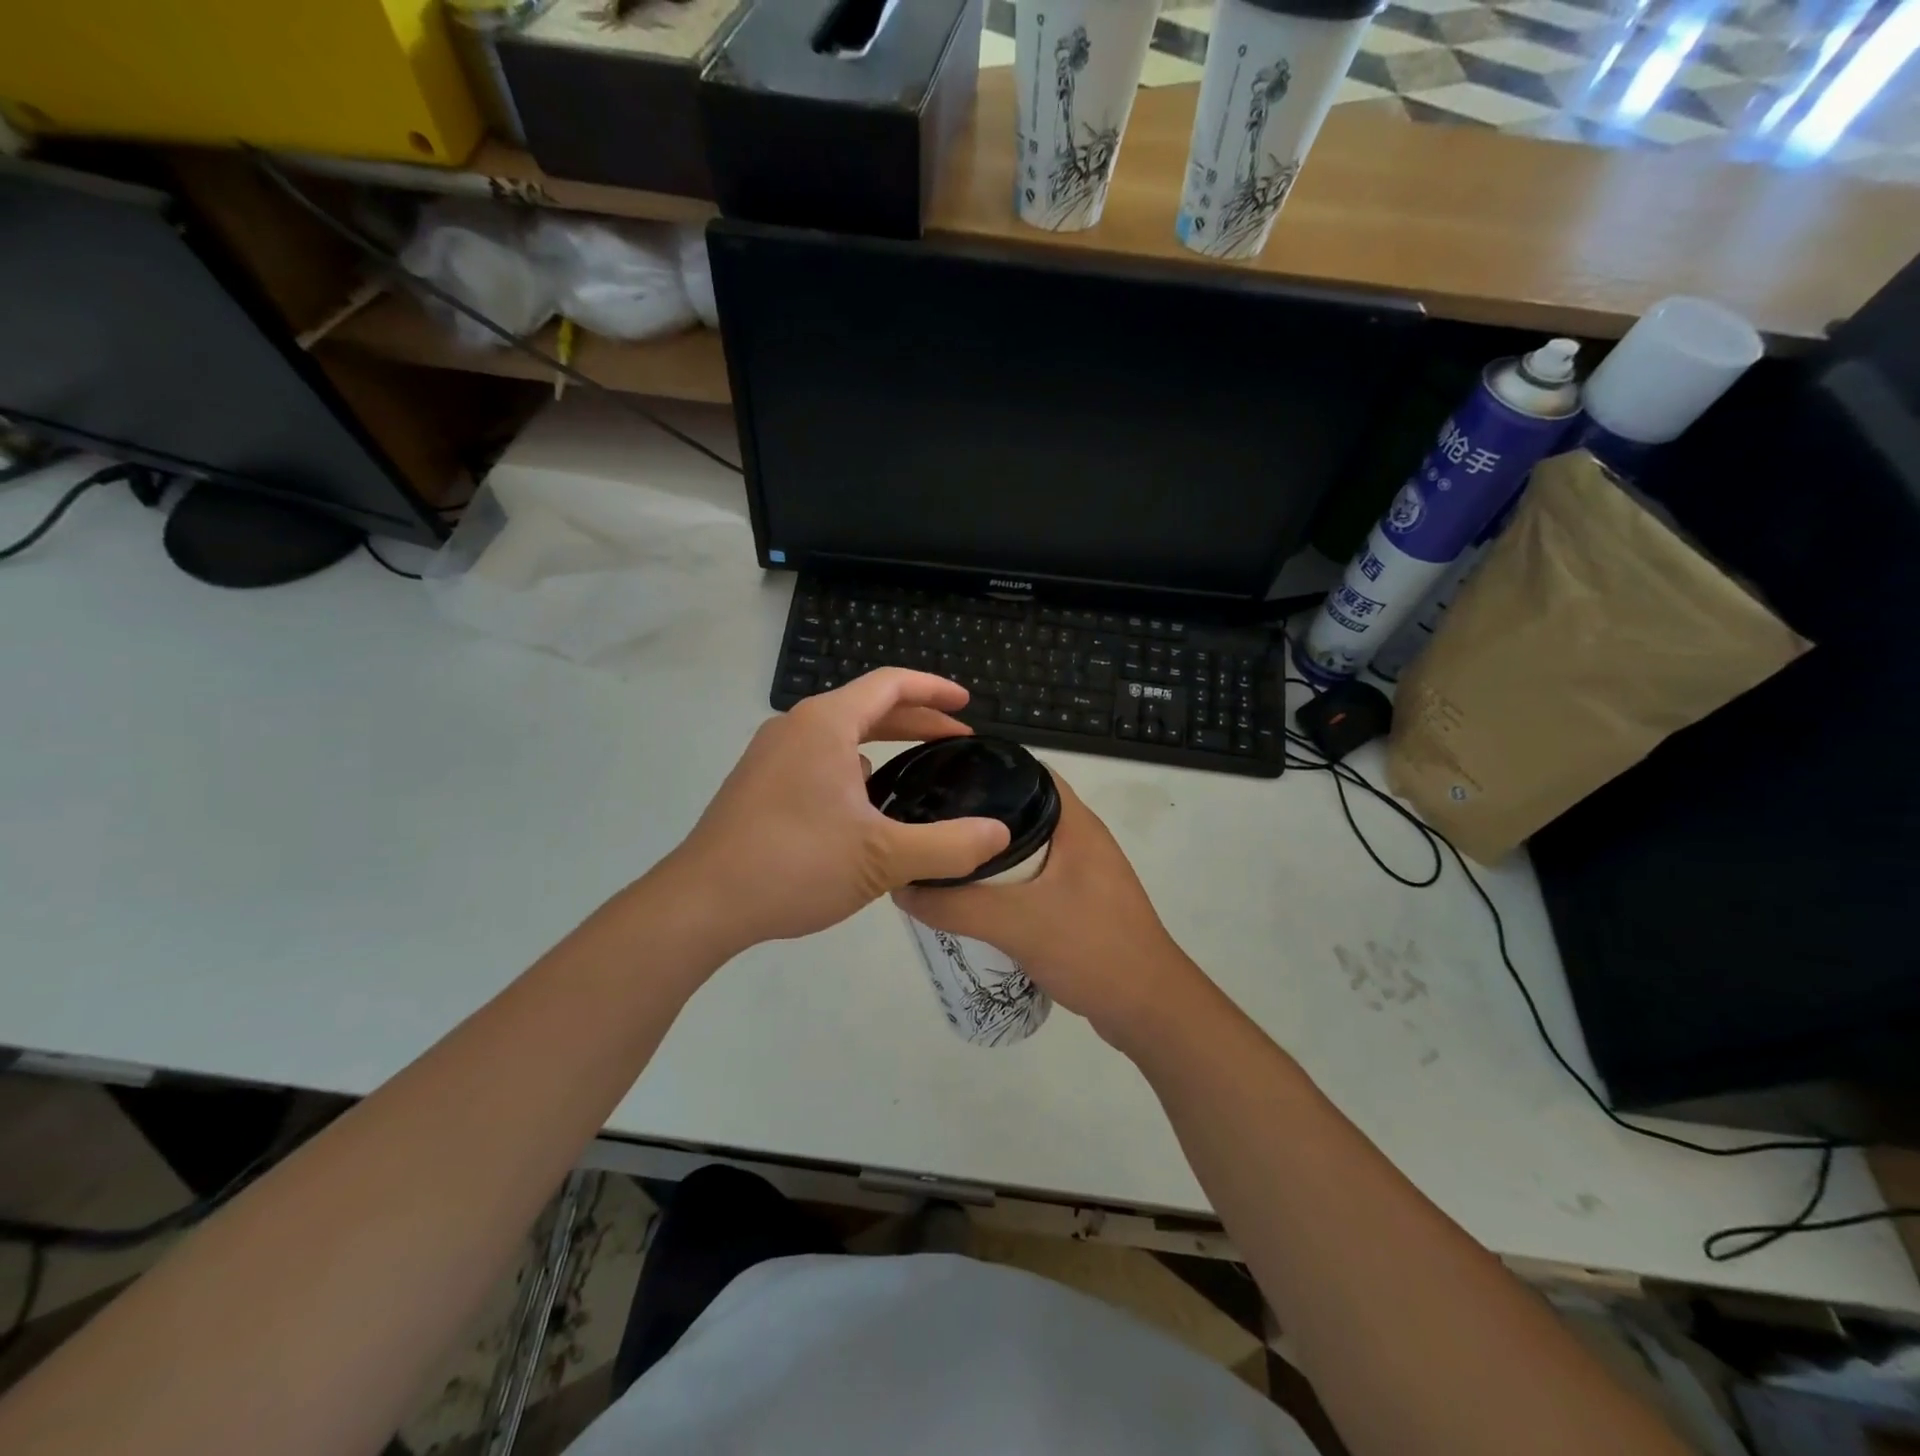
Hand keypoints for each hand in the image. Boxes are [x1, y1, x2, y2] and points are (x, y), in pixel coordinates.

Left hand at [663, 670, 1010, 955]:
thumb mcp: (883, 858)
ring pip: (839, 734)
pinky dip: (852, 766)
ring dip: (882, 743)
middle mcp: (795, 727)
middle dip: (916, 719)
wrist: (701, 903)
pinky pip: (817, 758)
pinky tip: (865, 804)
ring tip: (917, 768)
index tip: (969, 704)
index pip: (890, 684)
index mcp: (825, 724)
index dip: (934, 690)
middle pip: (866, 706)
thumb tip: (999, 835)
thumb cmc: (795, 864)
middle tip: (957, 738)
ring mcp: (770, 755)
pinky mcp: (758, 784)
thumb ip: (948, 846)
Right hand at [895, 775, 1199, 1044]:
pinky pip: (1034, 879)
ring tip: (942, 859)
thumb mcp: (1016, 924)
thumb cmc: (1091, 949)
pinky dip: (1006, 883)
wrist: (1150, 1009)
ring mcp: (1085, 872)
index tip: (938, 780)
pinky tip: (975, 900)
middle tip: (929, 824)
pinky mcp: (1081, 903)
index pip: (1026, 772)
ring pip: (1027, 848)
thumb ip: (956, 905)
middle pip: (1020, 810)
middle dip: (976, 817)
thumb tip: (902, 887)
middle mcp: (1082, 838)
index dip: (984, 770)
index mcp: (1075, 823)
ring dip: (990, 854)